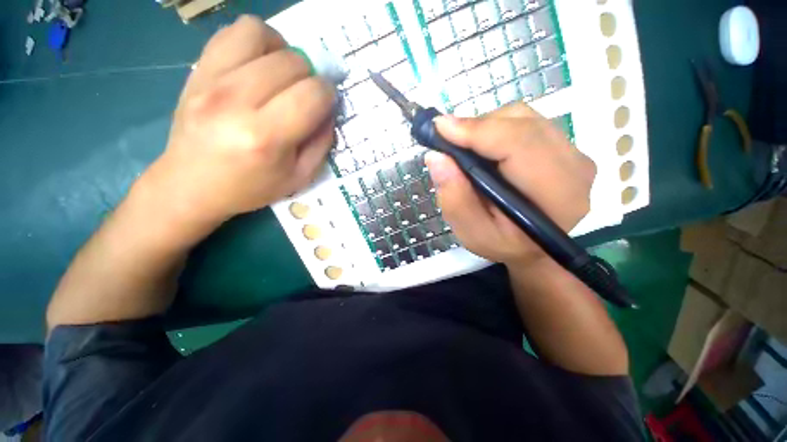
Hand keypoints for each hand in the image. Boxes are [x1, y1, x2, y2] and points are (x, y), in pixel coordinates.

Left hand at [141, 15, 335, 229]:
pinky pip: (231, 32)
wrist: (191, 185)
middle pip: (292, 62)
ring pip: (260, 34)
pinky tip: (258, 64)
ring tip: (282, 74)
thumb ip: (321, 143)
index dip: (329, 94)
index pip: (312, 94)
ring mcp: (210, 80)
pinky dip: (255, 41)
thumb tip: (329, 110)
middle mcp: (236, 101)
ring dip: (283, 51)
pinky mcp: (196, 71)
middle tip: (305, 95)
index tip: (327, 104)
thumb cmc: (251, 188)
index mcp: (266, 137)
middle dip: (310, 76)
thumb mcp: (299, 177)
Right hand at [425, 103, 595, 267]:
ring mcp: (574, 153)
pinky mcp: (566, 146)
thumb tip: (436, 157)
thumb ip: (455, 198)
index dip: (478, 131)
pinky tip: (484, 148)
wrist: (532, 247)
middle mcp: (575, 167)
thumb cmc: (502, 244)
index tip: (440, 128)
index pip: (520, 145)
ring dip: (486, 127)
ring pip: (524, 117)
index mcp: (557, 196)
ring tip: (465, 147)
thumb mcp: (471, 232)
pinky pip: (527, 121)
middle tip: (448, 140)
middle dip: (478, 127)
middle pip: (522, 124)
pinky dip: (497, 128)